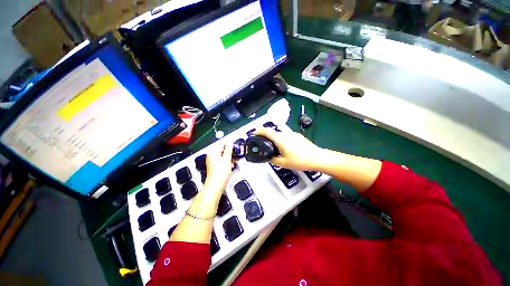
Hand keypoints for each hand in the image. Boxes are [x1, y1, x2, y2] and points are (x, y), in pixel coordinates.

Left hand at [203, 142, 233, 194]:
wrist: (216, 187)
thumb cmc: (220, 174)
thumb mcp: (226, 159)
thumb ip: (228, 149)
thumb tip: (230, 142)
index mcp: (213, 153)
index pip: (222, 144)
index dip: (230, 144)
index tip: (236, 144)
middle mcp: (212, 156)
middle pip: (223, 150)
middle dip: (230, 153)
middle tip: (235, 155)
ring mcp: (214, 162)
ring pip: (224, 156)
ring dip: (230, 158)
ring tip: (232, 163)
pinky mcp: (216, 167)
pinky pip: (224, 162)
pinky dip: (228, 163)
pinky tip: (230, 167)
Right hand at [253, 128, 322, 170]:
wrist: (317, 158)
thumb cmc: (299, 160)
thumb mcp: (283, 163)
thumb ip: (273, 159)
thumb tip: (269, 157)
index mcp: (280, 139)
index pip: (267, 131)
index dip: (259, 131)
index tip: (254, 133)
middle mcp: (286, 134)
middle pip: (273, 132)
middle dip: (266, 136)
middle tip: (263, 144)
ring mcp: (293, 134)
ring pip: (280, 135)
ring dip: (275, 139)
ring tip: (275, 148)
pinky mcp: (298, 136)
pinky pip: (287, 137)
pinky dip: (282, 140)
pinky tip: (286, 149)